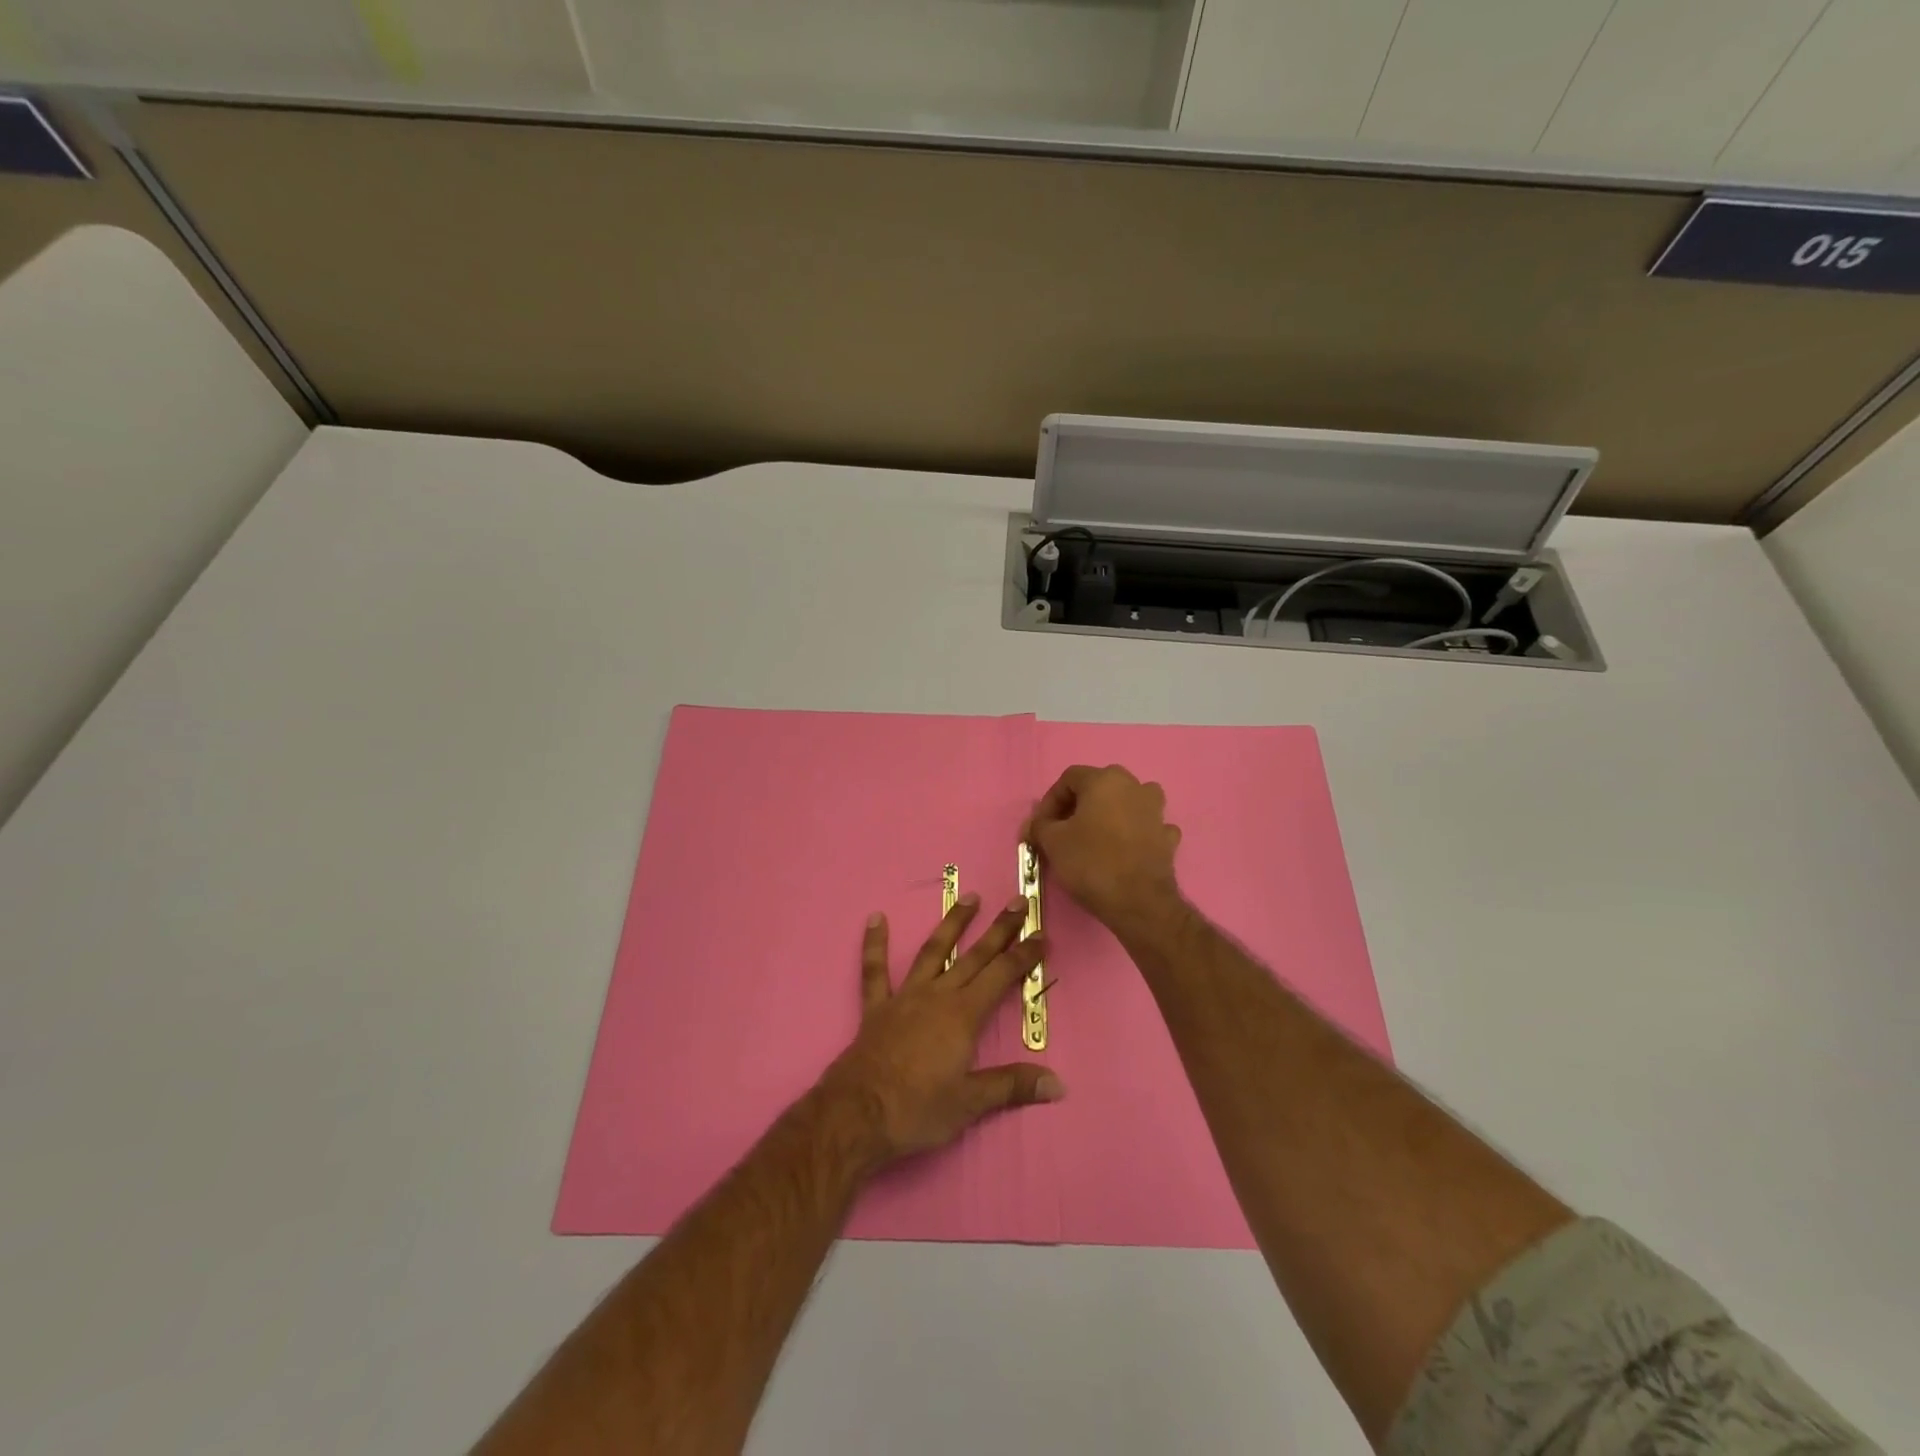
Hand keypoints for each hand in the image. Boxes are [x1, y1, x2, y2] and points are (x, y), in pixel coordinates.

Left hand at [822, 894, 1062, 1162]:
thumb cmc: (918, 1109)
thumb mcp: (970, 1103)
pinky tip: (875, 918)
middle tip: (1018, 902)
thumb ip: (1012, 1086)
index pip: (1002, 976)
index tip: (1041, 934)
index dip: (1024, 955)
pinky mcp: (877, 1007)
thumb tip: (1058, 1085)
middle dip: (999, 929)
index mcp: (963, 1015)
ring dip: (952, 924)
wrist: (859, 1114)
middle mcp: (937, 995)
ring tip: (970, 897)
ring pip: (933, 951)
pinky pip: (875, 970)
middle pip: (974, 956)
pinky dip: (874, 944)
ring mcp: (905, 997)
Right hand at [1026, 764, 1183, 932]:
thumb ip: (1040, 825)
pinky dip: (1133, 834)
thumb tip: (1038, 824)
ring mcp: (1156, 811)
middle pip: (1099, 787)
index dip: (1050, 802)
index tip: (1041, 827)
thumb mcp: (1052, 842)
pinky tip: (1123, 851)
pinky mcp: (1168, 837)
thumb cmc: (1091, 862)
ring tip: (1095, 837)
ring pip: (1127, 803)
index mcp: (1104, 780)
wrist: (1138, 901)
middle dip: (1078, 806)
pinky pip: (1146, 827)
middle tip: (1064, 831)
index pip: (1068, 779)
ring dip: (1110, 815)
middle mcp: (1134, 786)